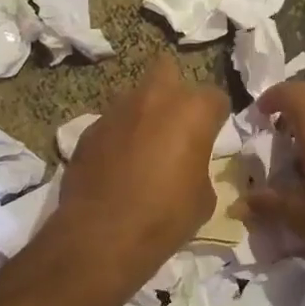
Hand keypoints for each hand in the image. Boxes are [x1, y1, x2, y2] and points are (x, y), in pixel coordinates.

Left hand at [60, 54, 227, 264]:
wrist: (102, 236)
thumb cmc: (165, 217)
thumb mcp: (203, 197)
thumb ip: (200, 165)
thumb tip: (189, 164)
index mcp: (191, 111)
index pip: (215, 97)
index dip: (216, 117)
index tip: (212, 137)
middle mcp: (153, 99)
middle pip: (168, 69)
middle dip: (175, 90)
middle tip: (176, 124)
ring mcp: (116, 111)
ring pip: (135, 95)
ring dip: (143, 112)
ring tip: (143, 146)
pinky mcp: (88, 130)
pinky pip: (111, 123)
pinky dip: (118, 136)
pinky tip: (117, 164)